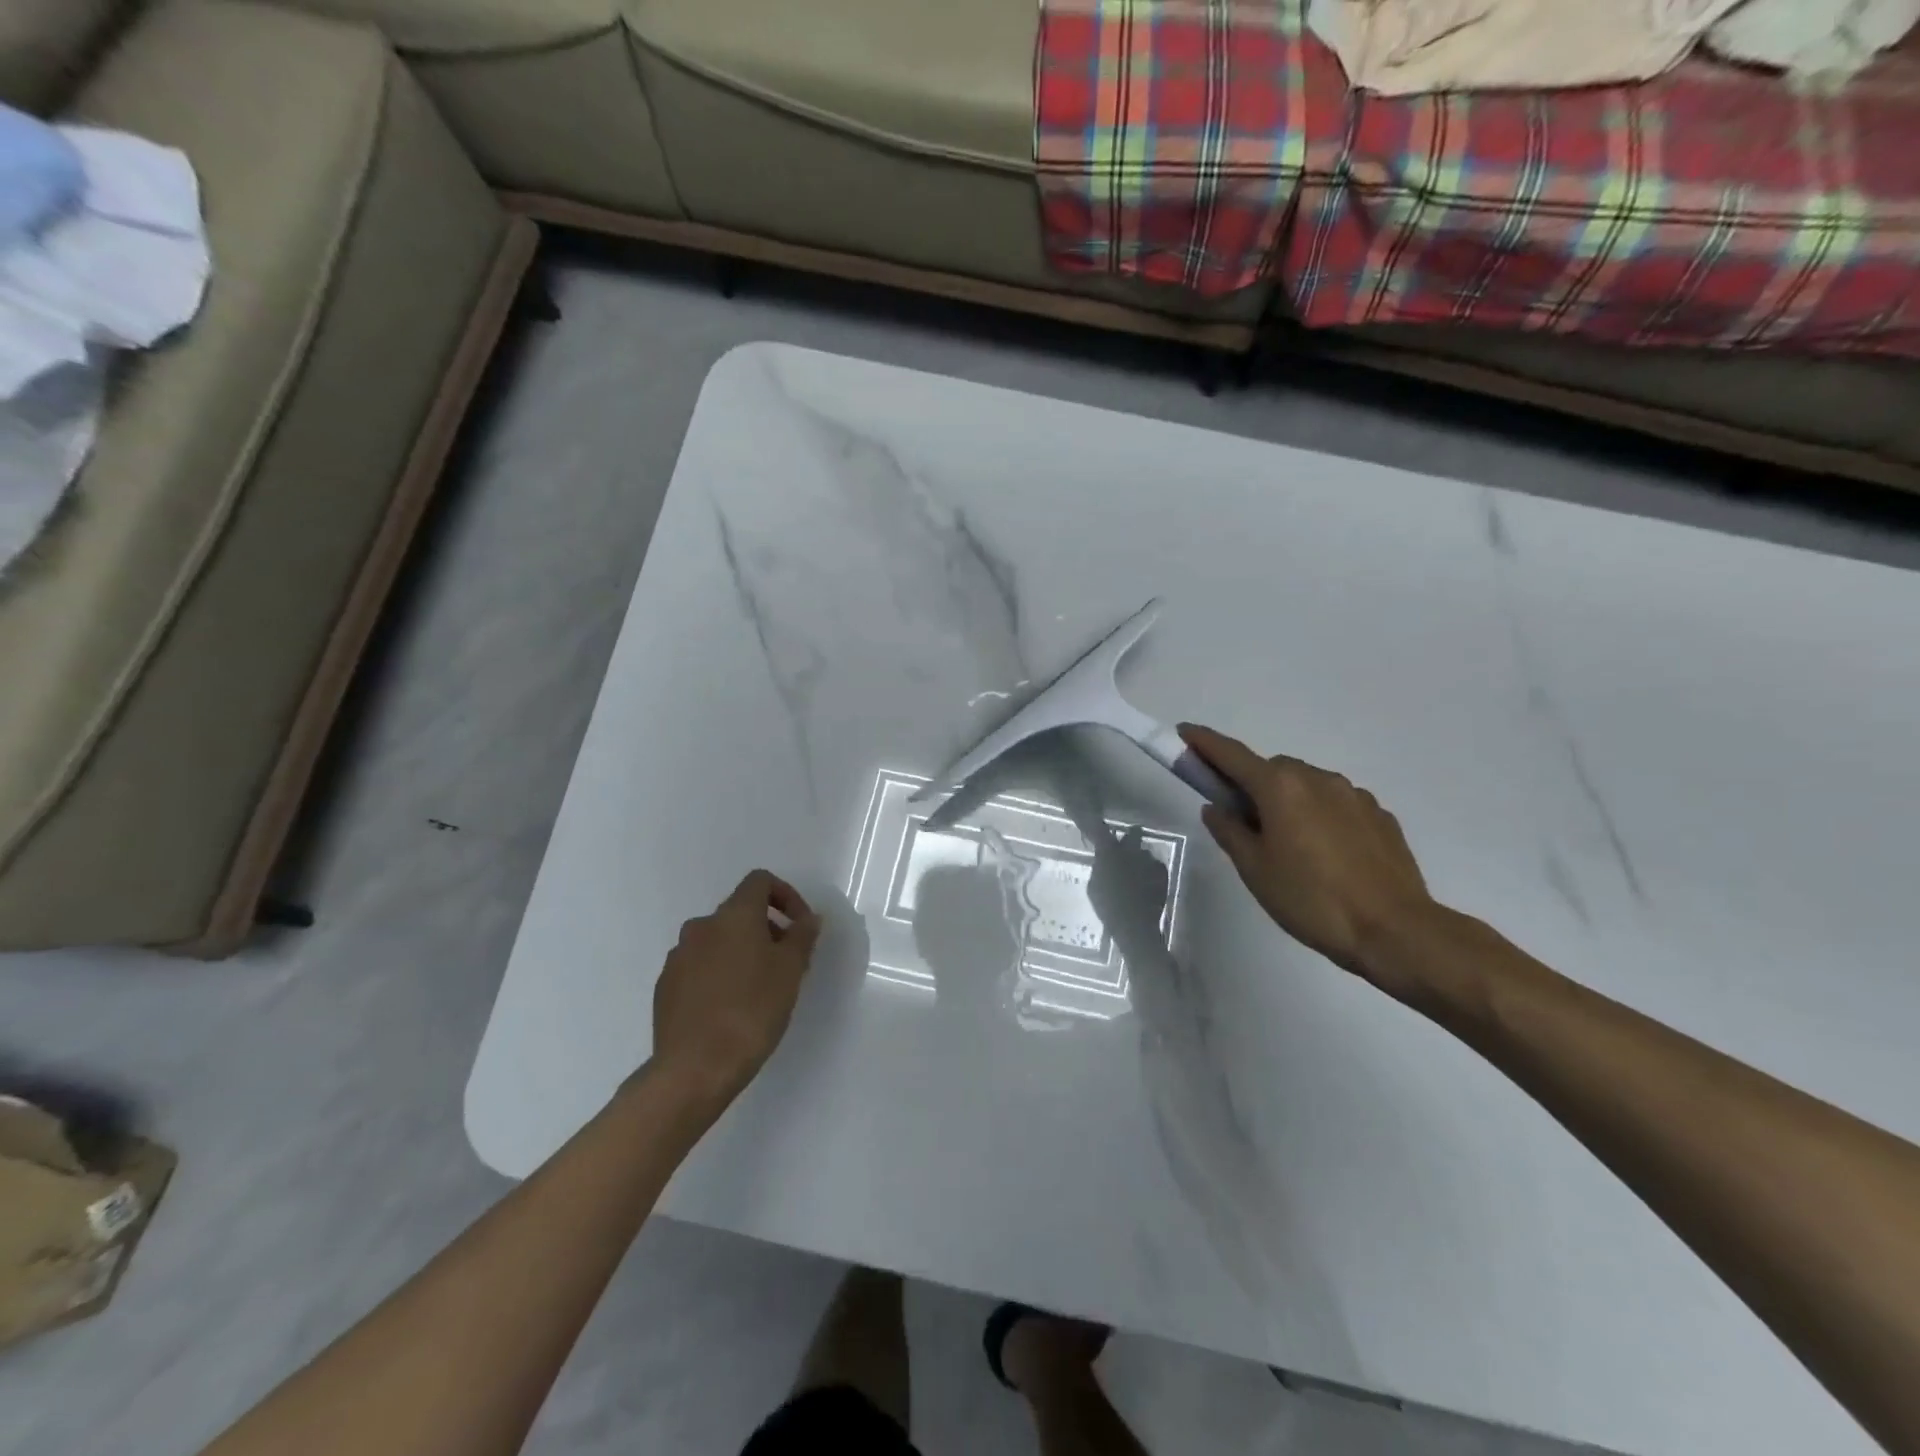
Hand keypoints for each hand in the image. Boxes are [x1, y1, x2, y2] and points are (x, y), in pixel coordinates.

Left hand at [651, 871, 821, 1104]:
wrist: (694, 1068)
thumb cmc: (752, 1011)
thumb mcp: (791, 971)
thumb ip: (802, 937)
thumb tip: (808, 918)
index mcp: (733, 915)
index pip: (760, 881)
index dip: (786, 895)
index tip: (801, 926)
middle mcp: (701, 926)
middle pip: (739, 912)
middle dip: (767, 928)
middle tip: (787, 962)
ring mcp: (678, 956)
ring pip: (718, 940)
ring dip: (742, 952)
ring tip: (760, 988)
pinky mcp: (666, 986)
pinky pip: (699, 966)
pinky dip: (719, 973)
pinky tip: (730, 1007)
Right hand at [1179, 724, 1438, 986]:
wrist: (1395, 930)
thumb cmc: (1311, 899)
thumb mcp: (1255, 869)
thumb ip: (1230, 832)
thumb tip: (1217, 808)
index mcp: (1280, 787)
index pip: (1231, 755)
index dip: (1204, 742)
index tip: (1184, 732)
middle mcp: (1317, 778)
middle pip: (1272, 769)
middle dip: (1252, 785)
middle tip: (1243, 822)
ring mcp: (1353, 794)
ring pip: (1307, 785)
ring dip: (1289, 801)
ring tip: (1290, 847)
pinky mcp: (1379, 815)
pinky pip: (1336, 804)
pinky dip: (1320, 816)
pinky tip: (1325, 854)